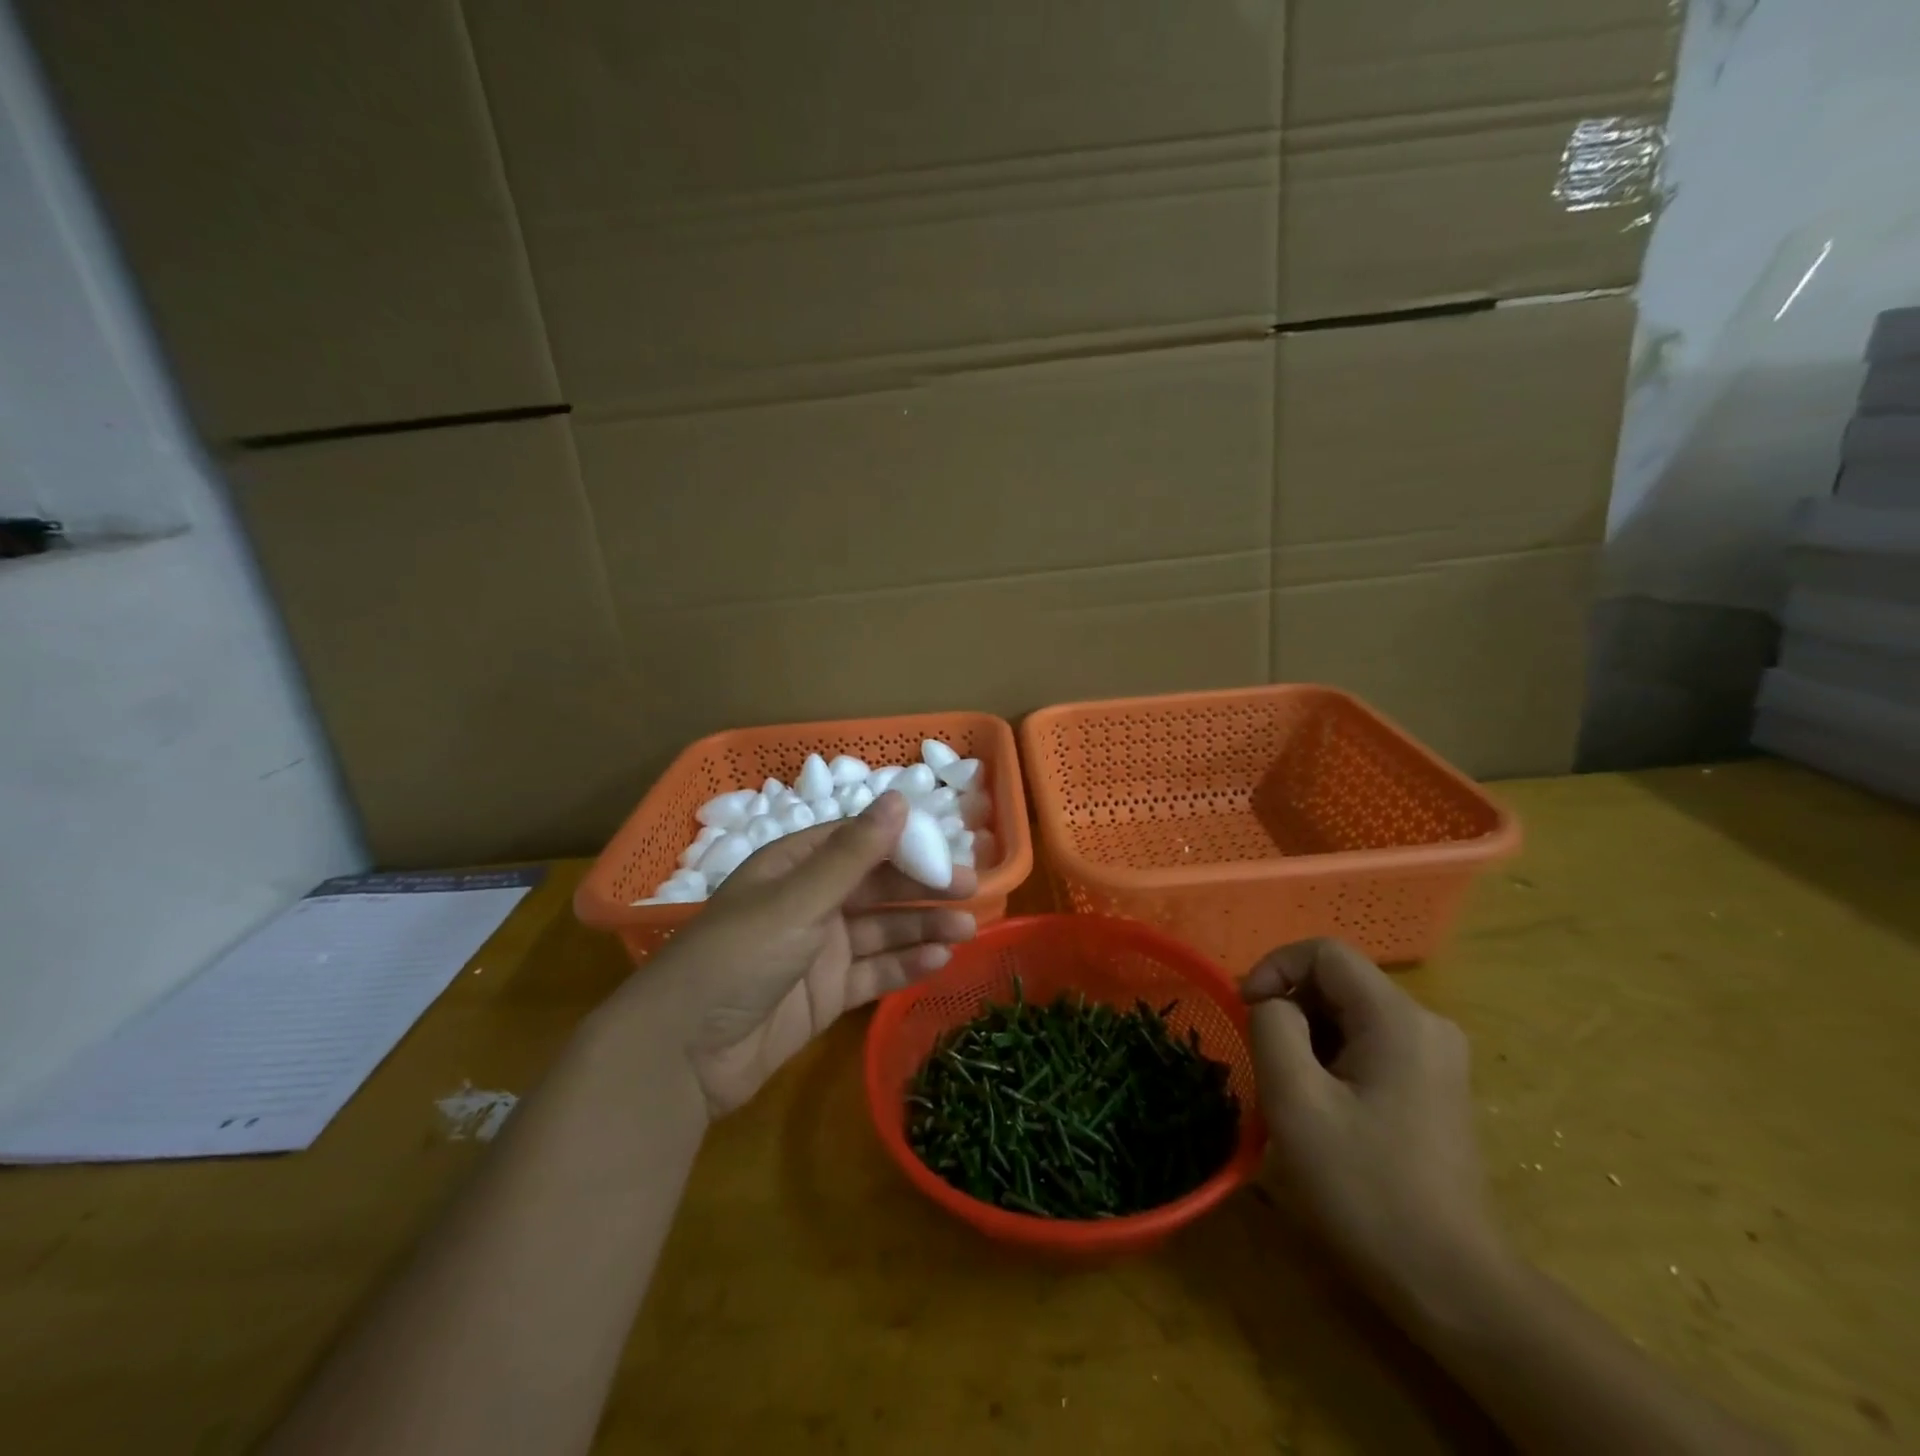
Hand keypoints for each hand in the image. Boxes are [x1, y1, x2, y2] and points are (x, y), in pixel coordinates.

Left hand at [624, 791, 977, 1118]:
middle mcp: (809, 902)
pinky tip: (938, 961)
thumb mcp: (797, 900)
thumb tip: (898, 798)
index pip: (857, 841)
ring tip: (966, 929)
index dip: (902, 842)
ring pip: (880, 930)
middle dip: (921, 887)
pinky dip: (904, 965)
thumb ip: (853, 855)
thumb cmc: (738, 957)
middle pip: (875, 886)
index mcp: (793, 867)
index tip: (947, 849)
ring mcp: (819, 950)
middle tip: (970, 891)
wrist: (684, 1055)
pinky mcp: (826, 994)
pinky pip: (873, 972)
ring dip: (921, 927)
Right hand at [1243, 938, 1501, 1314]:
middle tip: (1262, 1058)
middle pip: (1338, 981)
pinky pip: (1369, 1043)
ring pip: (1350, 1014)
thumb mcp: (1296, 1101)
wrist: (1452, 1284)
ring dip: (1308, 1036)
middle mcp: (1426, 1024)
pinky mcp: (1435, 1086)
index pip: (1324, 952)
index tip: (1247, 1012)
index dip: (1274, 968)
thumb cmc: (1366, 1188)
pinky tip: (1324, 1106)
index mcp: (1398, 1018)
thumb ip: (1273, 1027)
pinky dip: (1332, 1057)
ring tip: (1290, 1088)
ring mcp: (1436, 1056)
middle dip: (1290, 1007)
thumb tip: (1272, 1005)